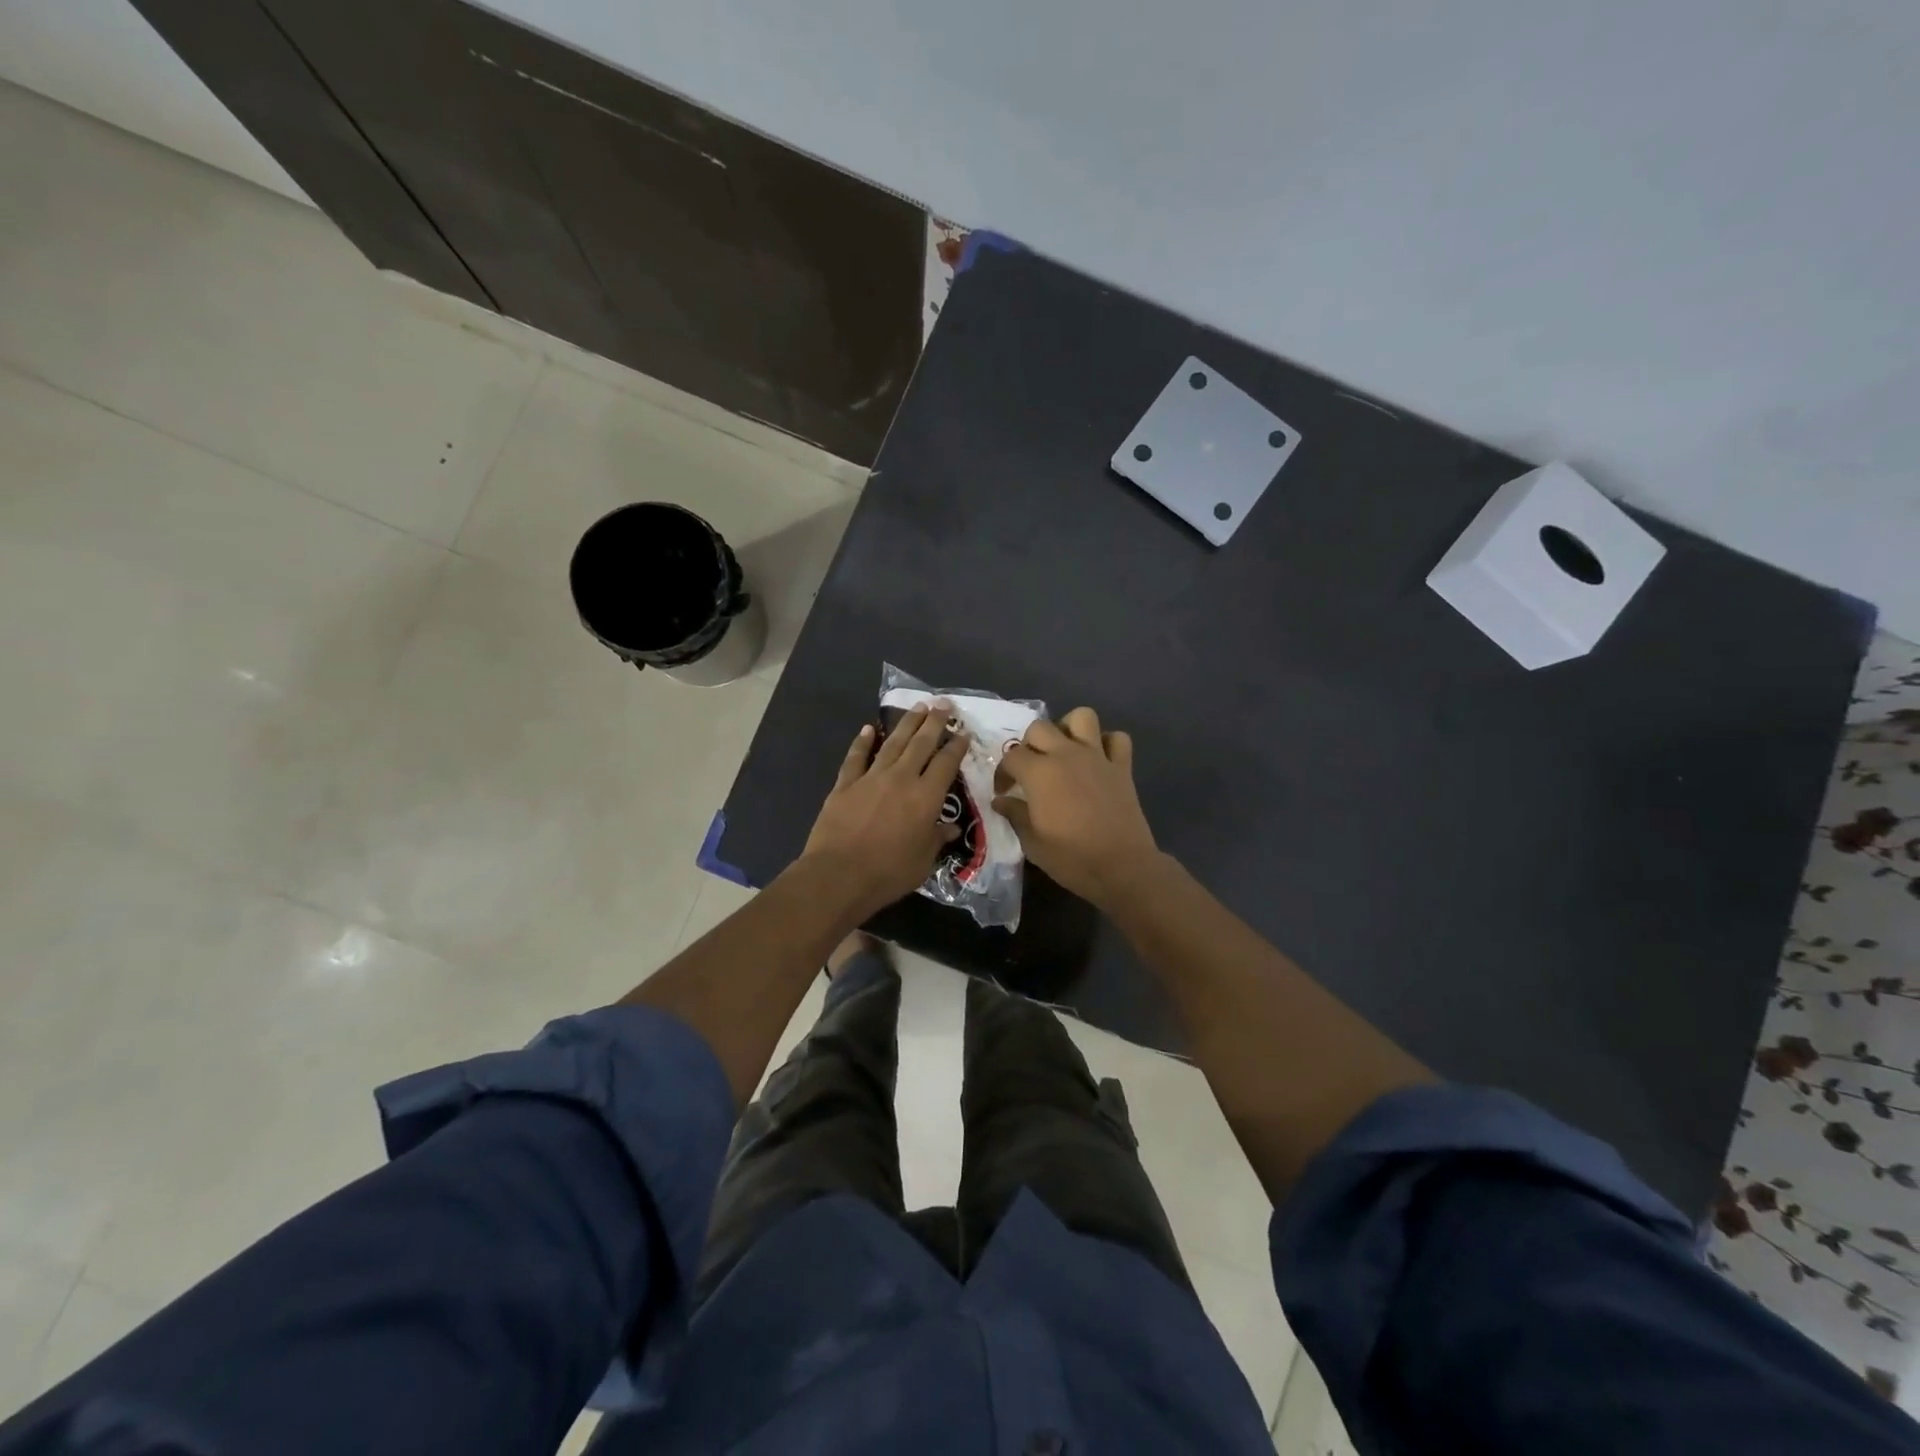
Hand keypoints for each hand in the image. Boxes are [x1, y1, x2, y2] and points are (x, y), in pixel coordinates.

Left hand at [802, 703, 968, 916]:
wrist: (839, 875)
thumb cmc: (888, 873)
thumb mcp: (923, 862)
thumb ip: (937, 839)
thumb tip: (950, 827)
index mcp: (926, 797)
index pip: (946, 764)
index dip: (956, 746)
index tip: (963, 732)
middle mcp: (901, 779)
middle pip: (921, 743)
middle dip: (934, 722)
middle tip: (943, 703)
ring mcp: (871, 778)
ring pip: (892, 743)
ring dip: (906, 723)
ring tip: (918, 707)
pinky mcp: (845, 784)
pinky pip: (856, 757)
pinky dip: (862, 742)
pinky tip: (868, 728)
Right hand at [993, 706, 1159, 908]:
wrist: (1122, 867)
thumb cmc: (1072, 858)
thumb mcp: (1032, 843)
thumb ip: (1015, 815)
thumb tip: (1001, 801)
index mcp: (1040, 772)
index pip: (1012, 756)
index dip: (1003, 773)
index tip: (1004, 791)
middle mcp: (1066, 754)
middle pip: (1040, 728)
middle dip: (1029, 745)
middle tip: (1030, 770)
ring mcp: (1097, 757)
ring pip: (1081, 717)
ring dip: (1068, 728)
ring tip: (1064, 751)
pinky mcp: (1122, 766)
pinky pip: (1117, 738)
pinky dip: (1107, 743)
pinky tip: (1098, 760)